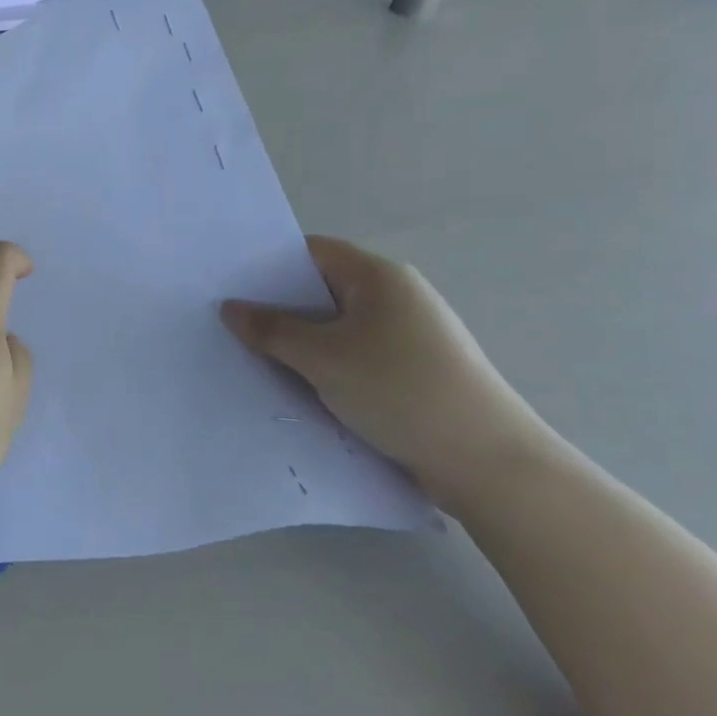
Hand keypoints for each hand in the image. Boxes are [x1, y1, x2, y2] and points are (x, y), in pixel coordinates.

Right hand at [222, 236, 552, 510]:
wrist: (487, 463)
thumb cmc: (399, 390)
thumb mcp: (322, 357)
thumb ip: (271, 330)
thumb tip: (231, 308)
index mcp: (380, 277)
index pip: (312, 252)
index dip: (268, 264)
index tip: (229, 284)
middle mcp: (396, 297)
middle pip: (321, 290)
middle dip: (278, 308)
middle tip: (230, 324)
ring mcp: (407, 336)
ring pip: (336, 328)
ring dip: (300, 343)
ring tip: (255, 357)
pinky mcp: (412, 371)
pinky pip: (353, 356)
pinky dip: (324, 366)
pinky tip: (298, 387)